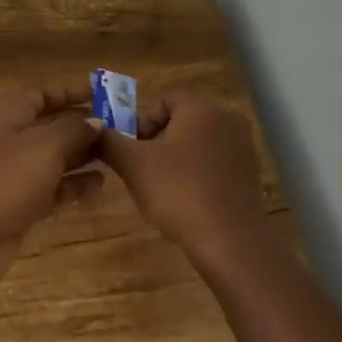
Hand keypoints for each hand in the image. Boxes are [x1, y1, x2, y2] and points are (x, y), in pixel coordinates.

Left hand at [0, 81, 106, 287]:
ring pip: (54, 159)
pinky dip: (75, 185)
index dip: (68, 92)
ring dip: (82, 155)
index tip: (100, 93)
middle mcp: (13, 142)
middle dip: (82, 125)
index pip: (41, 95)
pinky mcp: (22, 205)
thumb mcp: (45, 146)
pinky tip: (100, 185)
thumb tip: (96, 121)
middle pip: (50, 127)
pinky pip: (54, 189)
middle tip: (119, 127)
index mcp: (11, 117)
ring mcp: (16, 175)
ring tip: (116, 154)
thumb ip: (74, 130)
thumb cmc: (7, 179)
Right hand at [95, 90, 269, 272]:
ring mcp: (242, 148)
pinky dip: (196, 173)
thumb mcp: (133, 165)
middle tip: (139, 168)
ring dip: (175, 158)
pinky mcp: (249, 175)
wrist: (230, 242)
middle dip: (156, 140)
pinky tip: (185, 200)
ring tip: (160, 187)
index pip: (163, 99)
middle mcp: (227, 119)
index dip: (140, 121)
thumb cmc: (179, 192)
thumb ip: (109, 141)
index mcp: (201, 108)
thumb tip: (92, 129)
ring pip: (197, 143)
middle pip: (180, 120)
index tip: (130, 148)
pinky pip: (214, 163)